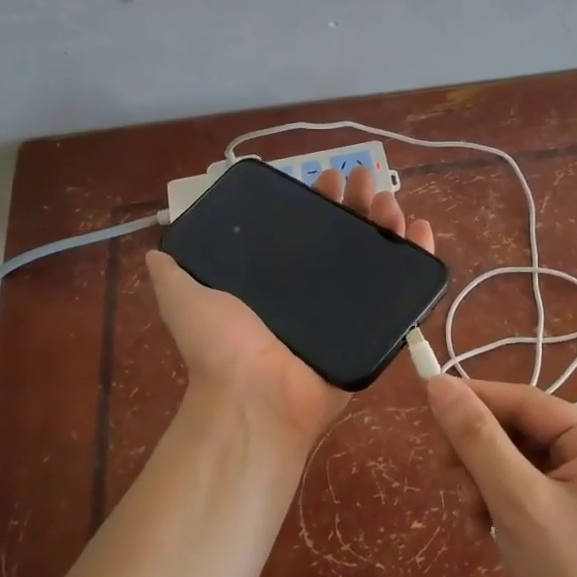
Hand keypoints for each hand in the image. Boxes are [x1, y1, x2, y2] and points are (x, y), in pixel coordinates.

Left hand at [146, 165, 435, 452]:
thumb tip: (155, 248)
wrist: (254, 398)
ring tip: (391, 202)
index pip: (305, 230)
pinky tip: (421, 230)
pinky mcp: (376, 331)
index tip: (328, 177)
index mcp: (279, 280)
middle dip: (358, 204)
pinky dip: (417, 259)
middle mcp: (315, 292)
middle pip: (346, 237)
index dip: (319, 201)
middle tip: (366, 180)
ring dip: (387, 223)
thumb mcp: (183, 298)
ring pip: (376, 257)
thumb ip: (172, 272)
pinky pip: (403, 293)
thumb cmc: (221, 346)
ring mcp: (348, 311)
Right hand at [424, 376, 576, 576]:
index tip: (427, 403)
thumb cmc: (576, 576)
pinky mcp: (572, 520)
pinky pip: (523, 494)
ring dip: (484, 487)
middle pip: (517, 433)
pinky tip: (488, 537)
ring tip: (475, 523)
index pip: (523, 401)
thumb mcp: (518, 501)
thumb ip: (477, 439)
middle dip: (479, 457)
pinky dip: (499, 509)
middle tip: (451, 482)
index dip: (474, 399)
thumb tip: (439, 384)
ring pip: (514, 465)